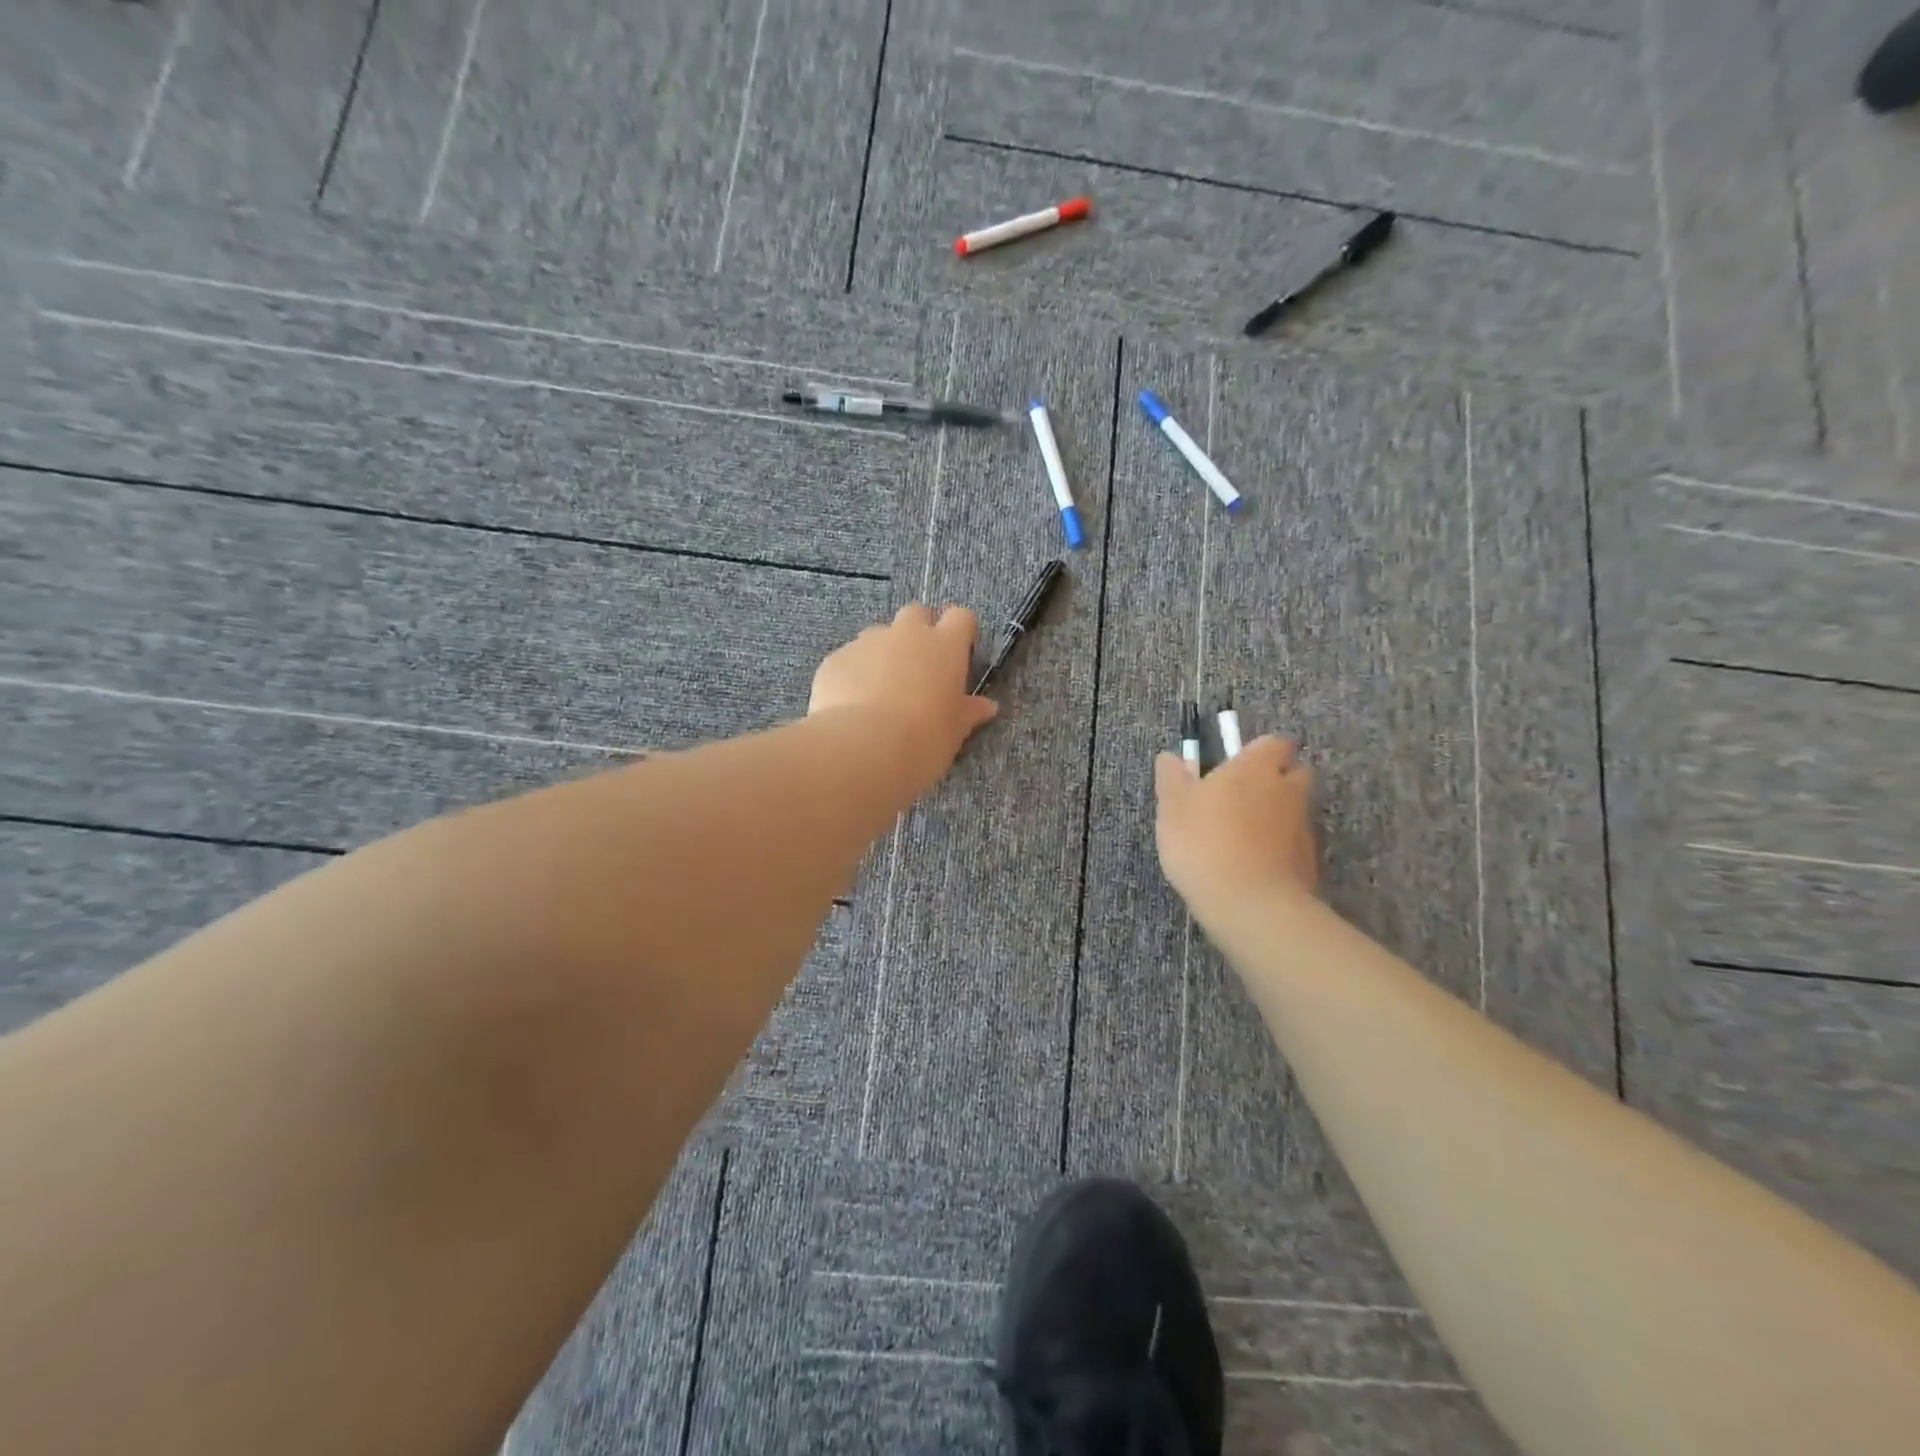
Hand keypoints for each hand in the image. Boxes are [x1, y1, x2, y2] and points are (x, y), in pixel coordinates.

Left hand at [809, 603, 998, 790]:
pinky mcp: (835, 659)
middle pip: (916, 613)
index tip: (959, 653)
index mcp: (945, 646)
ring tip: (880, 692)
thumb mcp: (954, 732)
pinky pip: (849, 659)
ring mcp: (867, 643)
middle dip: (918, 631)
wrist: (861, 749)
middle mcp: (906, 634)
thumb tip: (987, 706)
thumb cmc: (923, 740)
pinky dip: (854, 674)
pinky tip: (851, 705)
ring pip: (878, 635)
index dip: (960, 631)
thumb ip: (968, 712)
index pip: (961, 617)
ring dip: (884, 654)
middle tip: (918, 668)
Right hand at [1154, 736, 1318, 912]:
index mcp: (1256, 767)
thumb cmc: (1204, 842)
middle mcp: (1288, 790)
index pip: (1274, 743)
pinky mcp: (1309, 863)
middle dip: (1275, 781)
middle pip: (1294, 774)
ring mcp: (1303, 828)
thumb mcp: (1172, 807)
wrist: (1250, 904)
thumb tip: (1171, 757)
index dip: (1257, 751)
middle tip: (1241, 798)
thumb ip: (1172, 777)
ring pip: (1293, 811)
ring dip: (1275, 817)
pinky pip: (1294, 845)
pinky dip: (1278, 850)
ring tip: (1241, 839)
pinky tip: (1252, 866)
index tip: (1235, 766)